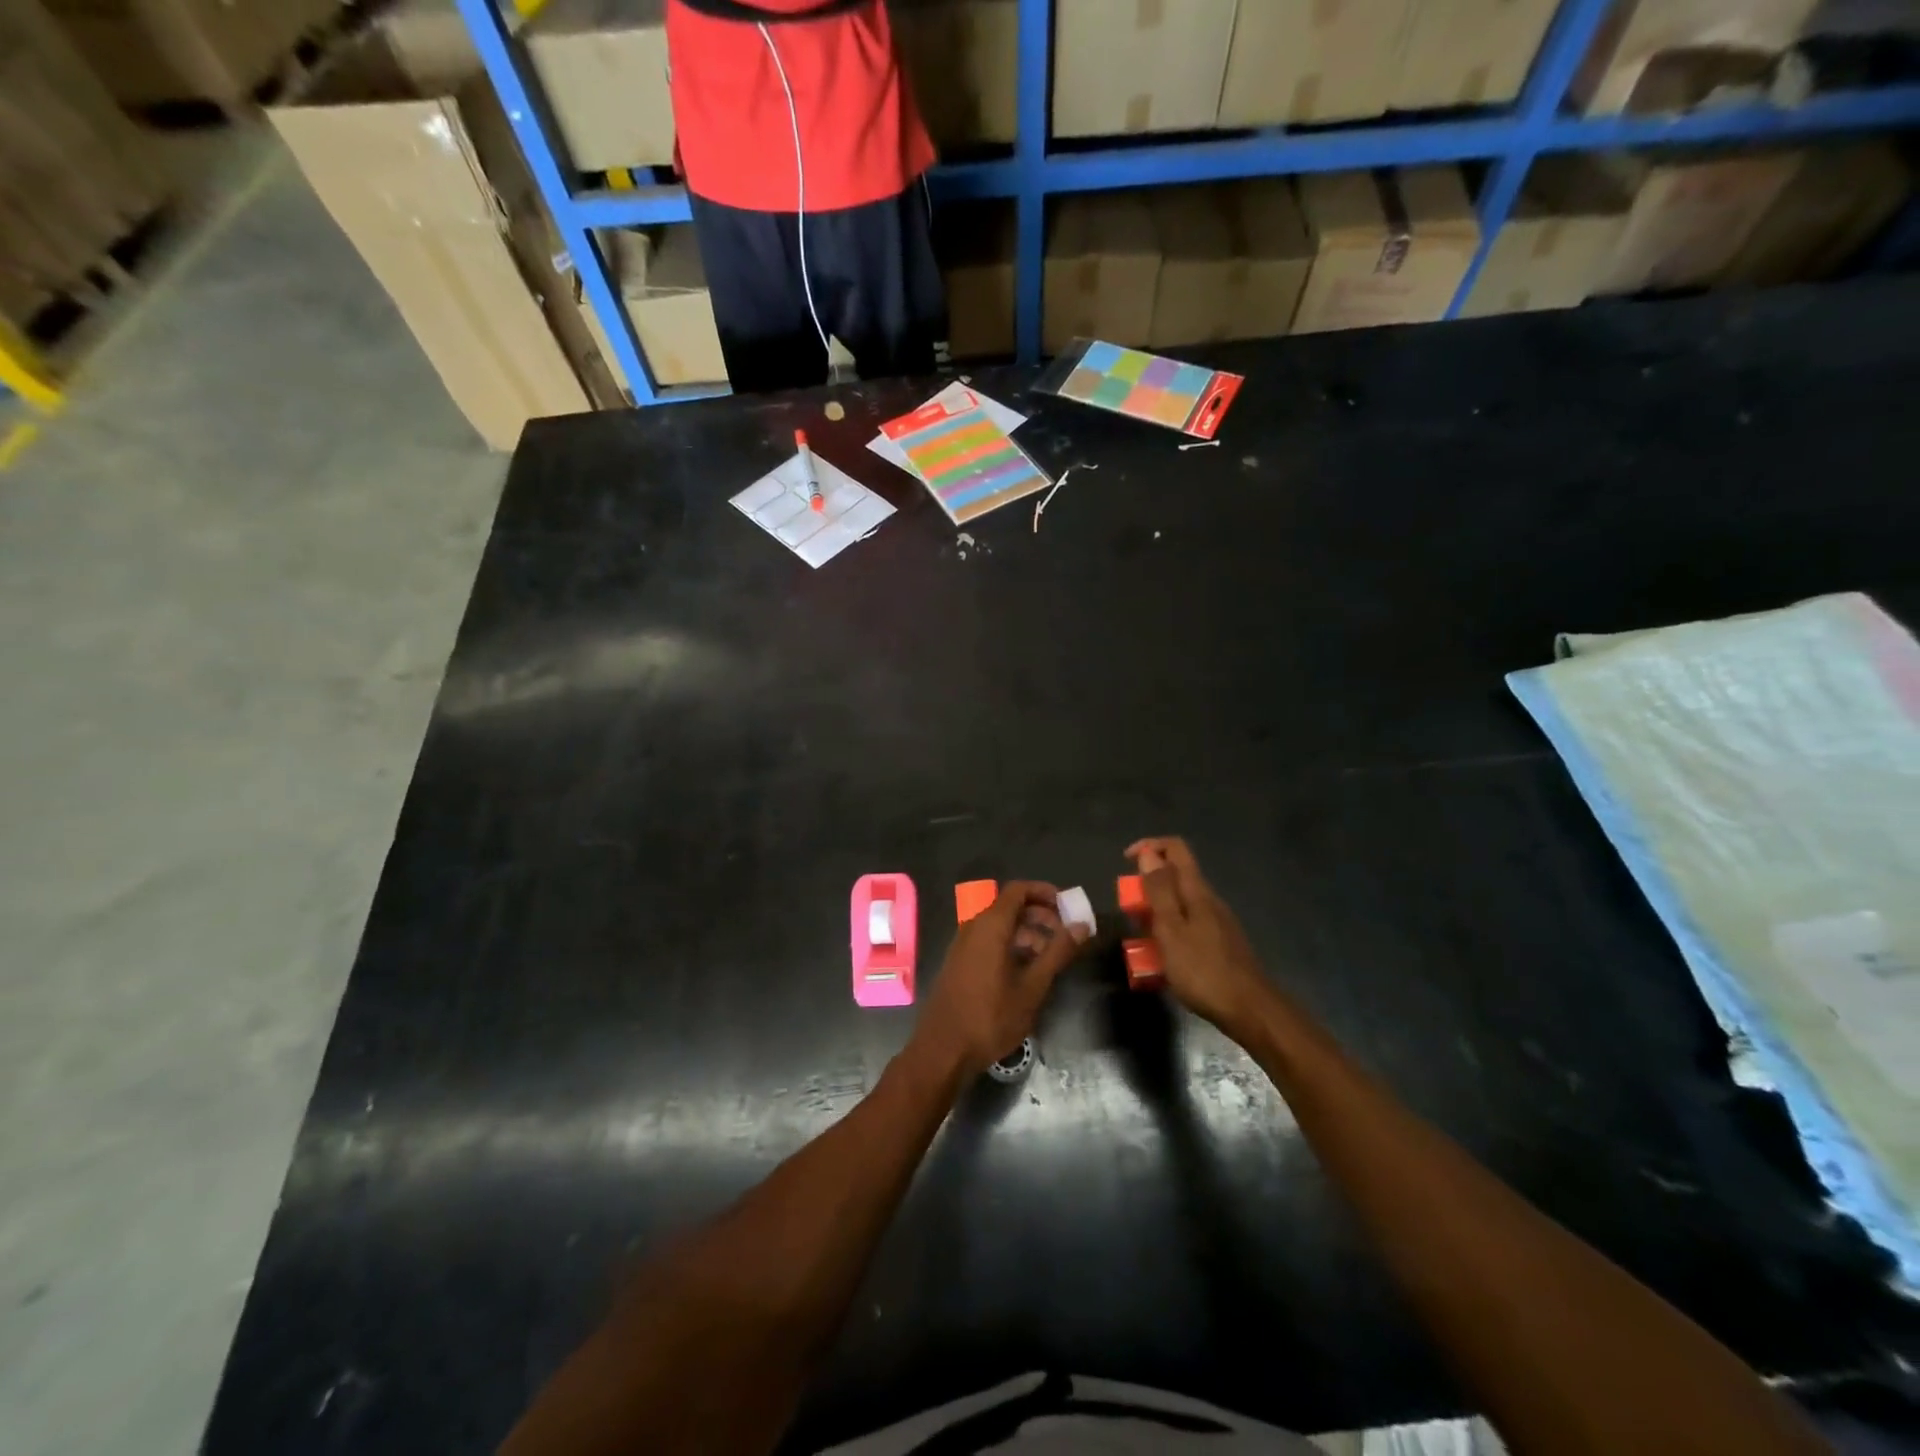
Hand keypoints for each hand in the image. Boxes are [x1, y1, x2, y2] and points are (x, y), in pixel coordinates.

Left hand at [912, 882, 1088, 1076]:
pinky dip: (1011, 946)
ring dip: (1028, 934)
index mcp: (990, 925)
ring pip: (1001, 927)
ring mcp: (964, 945)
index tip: (1068, 907)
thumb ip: (1058, 952)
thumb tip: (1081, 925)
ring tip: (1051, 958)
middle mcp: (974, 927)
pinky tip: (1027, 972)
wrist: (943, 1050)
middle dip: (1041, 915)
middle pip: (1010, 907)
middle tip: (1066, 935)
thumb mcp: (1033, 986)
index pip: (1018, 890)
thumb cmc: (991, 1017)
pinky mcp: (960, 963)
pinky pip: (989, 942)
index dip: (1044, 892)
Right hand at [1125, 838, 1267, 1034]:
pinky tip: (1163, 958)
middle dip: (1147, 885)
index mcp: (1196, 891)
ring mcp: (1217, 922)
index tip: (1125, 862)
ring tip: (1140, 937)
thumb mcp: (1171, 930)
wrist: (1249, 1010)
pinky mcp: (1219, 943)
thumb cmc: (1203, 970)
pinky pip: (1188, 925)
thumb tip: (1147, 853)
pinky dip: (1169, 931)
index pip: (1175, 848)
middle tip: (1130, 911)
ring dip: (1156, 911)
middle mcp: (1209, 900)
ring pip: (1180, 902)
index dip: (1149, 846)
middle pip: (1176, 875)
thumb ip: (1159, 891)